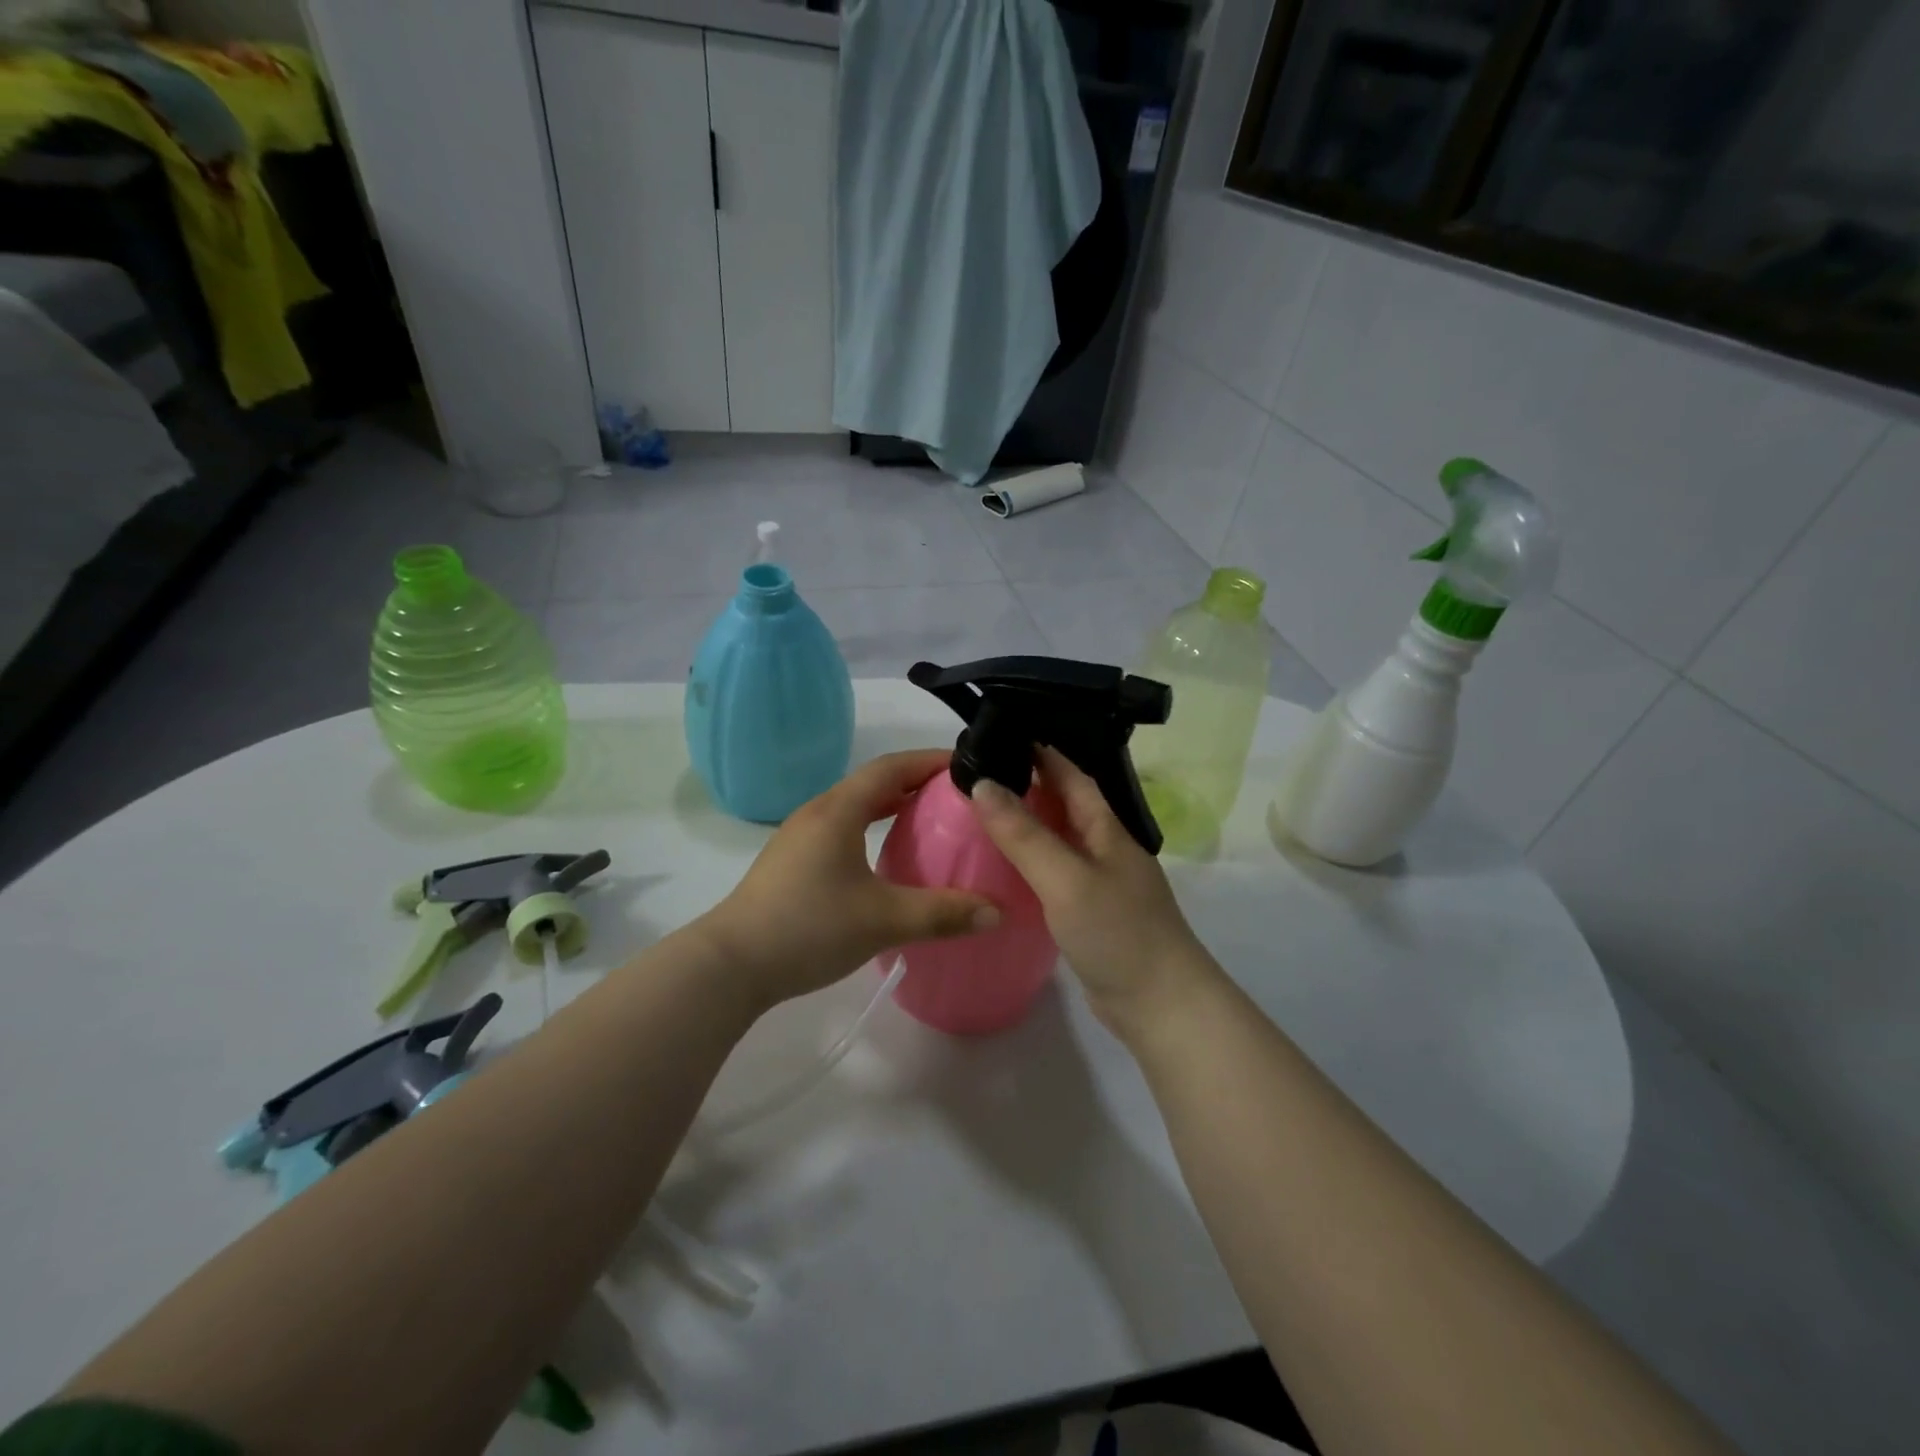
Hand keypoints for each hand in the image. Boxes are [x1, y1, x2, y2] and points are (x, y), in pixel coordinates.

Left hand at [697, 750, 999, 1009]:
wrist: (730, 965)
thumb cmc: (808, 928)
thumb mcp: (883, 920)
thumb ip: (943, 913)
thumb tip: (997, 911)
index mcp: (839, 810)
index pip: (892, 767)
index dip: (930, 760)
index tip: (967, 766)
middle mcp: (819, 812)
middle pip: (874, 782)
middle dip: (917, 783)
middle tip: (958, 797)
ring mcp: (801, 837)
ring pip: (856, 806)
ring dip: (893, 806)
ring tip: (931, 822)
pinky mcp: (793, 862)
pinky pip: (843, 829)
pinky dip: (873, 828)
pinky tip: (887, 858)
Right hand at [970, 747, 1216, 1038]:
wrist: (1161, 1006)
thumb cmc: (1118, 932)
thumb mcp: (1066, 878)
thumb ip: (1024, 834)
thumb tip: (982, 784)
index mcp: (1108, 831)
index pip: (1074, 777)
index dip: (1043, 753)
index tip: (1004, 735)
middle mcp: (1107, 851)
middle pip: (1067, 807)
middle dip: (1030, 786)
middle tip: (982, 775)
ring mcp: (1102, 885)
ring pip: (1060, 842)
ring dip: (1029, 826)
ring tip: (984, 815)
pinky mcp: (1092, 916)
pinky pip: (1056, 876)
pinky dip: (1031, 865)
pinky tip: (1005, 871)